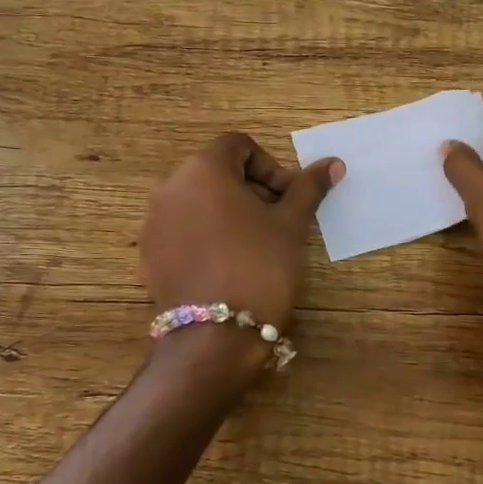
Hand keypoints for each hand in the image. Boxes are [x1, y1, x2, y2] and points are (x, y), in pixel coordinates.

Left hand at [140, 133, 341, 335]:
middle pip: (216, 172)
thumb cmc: (259, 266)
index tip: (288, 199)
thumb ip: (308, 188)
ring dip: (229, 211)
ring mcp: (154, 221)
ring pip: (198, 200)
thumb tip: (333, 163)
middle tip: (277, 222)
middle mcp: (170, 186)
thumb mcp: (291, 225)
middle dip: (251, 190)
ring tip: (255, 244)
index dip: (270, 167)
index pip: (239, 146)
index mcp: (203, 168)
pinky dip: (206, 234)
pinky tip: (228, 264)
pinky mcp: (149, 253)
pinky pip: (182, 228)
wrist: (214, 337)